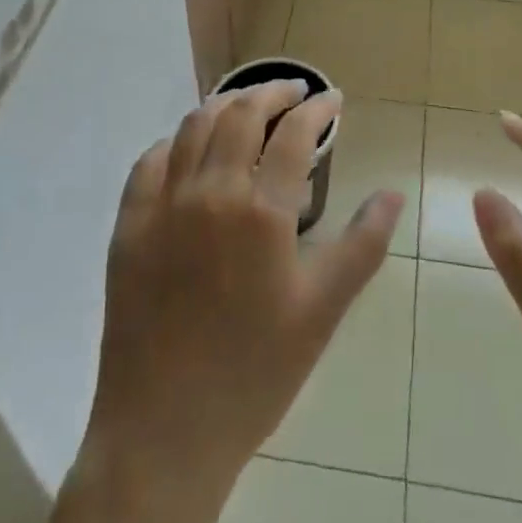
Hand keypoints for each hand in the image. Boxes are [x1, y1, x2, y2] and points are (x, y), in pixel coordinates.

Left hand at [82, 79, 402, 495]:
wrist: (164, 431)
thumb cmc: (255, 373)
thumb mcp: (322, 310)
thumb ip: (362, 245)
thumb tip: (392, 193)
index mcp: (261, 211)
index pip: (294, 133)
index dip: (317, 108)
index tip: (332, 99)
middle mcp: (209, 191)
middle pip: (241, 113)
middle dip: (273, 92)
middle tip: (294, 91)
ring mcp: (162, 204)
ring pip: (194, 126)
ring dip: (225, 105)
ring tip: (247, 106)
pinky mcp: (128, 224)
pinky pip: (150, 161)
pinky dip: (177, 141)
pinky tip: (191, 147)